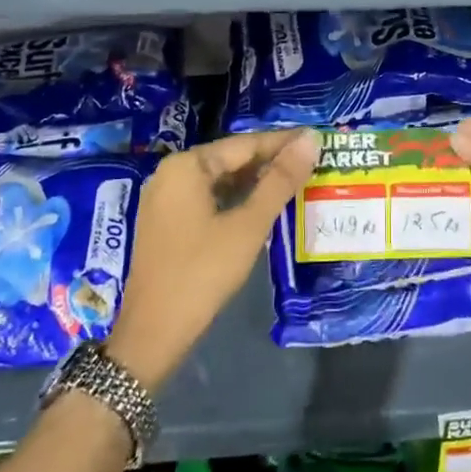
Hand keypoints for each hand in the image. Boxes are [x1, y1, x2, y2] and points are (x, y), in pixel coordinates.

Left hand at [106, 128, 319, 391]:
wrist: (153, 333)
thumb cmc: (203, 272)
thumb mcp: (248, 225)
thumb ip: (280, 181)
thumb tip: (311, 140)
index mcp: (187, 166)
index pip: (244, 144)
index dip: (282, 142)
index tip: (317, 138)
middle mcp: (171, 173)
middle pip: (230, 159)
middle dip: (270, 161)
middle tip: (312, 160)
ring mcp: (166, 198)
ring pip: (220, 179)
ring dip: (255, 181)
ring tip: (296, 180)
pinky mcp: (167, 222)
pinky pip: (208, 198)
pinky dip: (236, 199)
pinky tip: (262, 205)